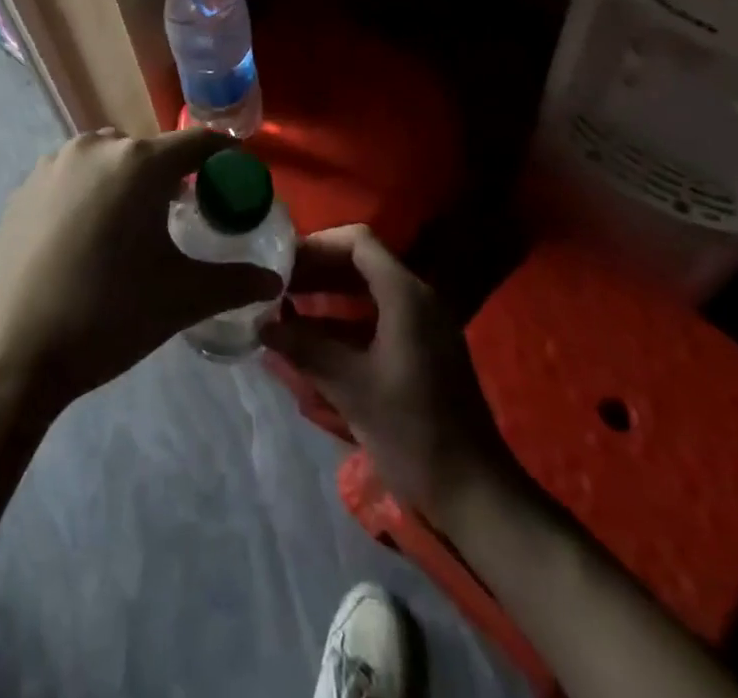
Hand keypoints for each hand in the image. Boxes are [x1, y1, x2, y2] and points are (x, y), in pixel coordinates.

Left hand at [0, 128, 282, 412]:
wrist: (10, 352)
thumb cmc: (107, 315)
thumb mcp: (181, 298)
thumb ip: (234, 282)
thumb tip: (274, 280)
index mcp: (139, 163)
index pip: (198, 142)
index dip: (224, 156)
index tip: (236, 177)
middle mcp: (95, 147)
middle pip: (149, 150)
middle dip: (171, 176)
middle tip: (182, 215)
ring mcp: (53, 164)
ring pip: (108, 159)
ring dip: (127, 181)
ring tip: (131, 229)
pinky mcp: (24, 188)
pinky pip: (73, 176)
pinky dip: (91, 193)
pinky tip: (87, 239)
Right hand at [262, 225, 530, 522]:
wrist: (476, 495)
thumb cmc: (414, 432)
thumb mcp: (352, 388)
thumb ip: (305, 349)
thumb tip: (262, 325)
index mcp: (406, 295)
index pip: (358, 242)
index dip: (317, 245)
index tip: (282, 263)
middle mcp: (417, 299)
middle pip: (360, 263)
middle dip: (317, 269)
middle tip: (275, 284)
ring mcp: (421, 326)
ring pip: (366, 291)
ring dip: (327, 295)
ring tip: (284, 308)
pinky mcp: (420, 351)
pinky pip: (375, 317)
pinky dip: (342, 320)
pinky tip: (310, 339)